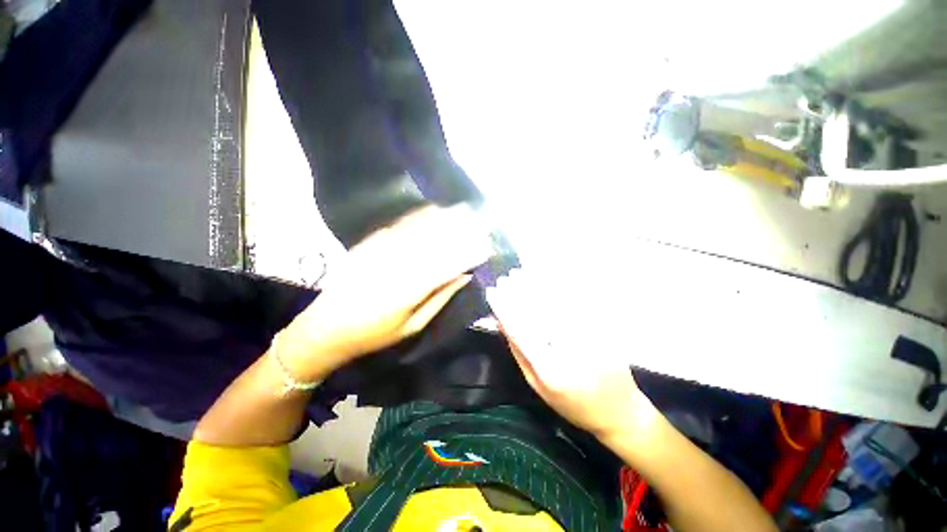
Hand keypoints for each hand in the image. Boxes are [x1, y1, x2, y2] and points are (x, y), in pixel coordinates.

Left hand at [284, 205, 492, 373]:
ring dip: (442, 220)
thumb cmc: (374, 334)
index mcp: (410, 290)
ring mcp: (381, 252)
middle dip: (460, 232)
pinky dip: (416, 217)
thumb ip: (440, 298)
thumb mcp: (413, 326)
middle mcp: (397, 266)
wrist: (325, 328)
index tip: (486, 246)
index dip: (469, 254)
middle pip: (435, 244)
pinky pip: (397, 227)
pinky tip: (431, 210)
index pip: (447, 266)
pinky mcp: (368, 245)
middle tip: (480, 223)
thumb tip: (464, 277)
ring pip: (418, 231)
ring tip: (462, 211)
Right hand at [487, 269, 654, 438]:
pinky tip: (548, 276)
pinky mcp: (604, 330)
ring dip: (538, 284)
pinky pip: (579, 303)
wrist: (619, 412)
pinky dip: (561, 287)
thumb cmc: (572, 403)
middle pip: (541, 314)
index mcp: (551, 373)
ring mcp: (592, 339)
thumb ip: (519, 353)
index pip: (521, 333)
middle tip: (506, 277)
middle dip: (520, 292)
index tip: (492, 292)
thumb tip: (502, 321)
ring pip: (560, 304)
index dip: (505, 309)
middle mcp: (571, 353)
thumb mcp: (537, 386)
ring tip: (522, 272)